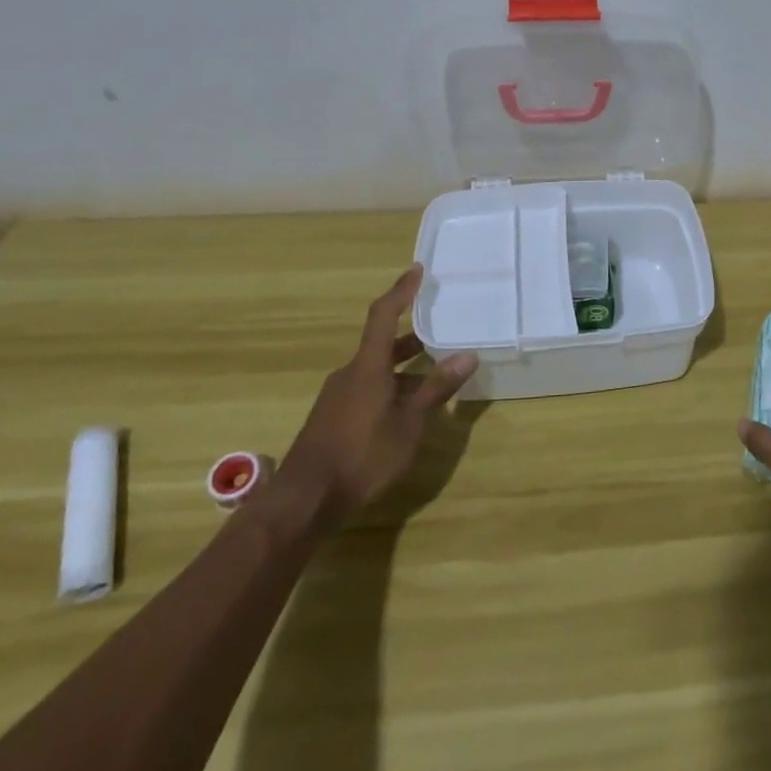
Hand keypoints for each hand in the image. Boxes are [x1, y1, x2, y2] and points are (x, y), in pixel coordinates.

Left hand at [280, 263, 477, 518]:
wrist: (304, 501)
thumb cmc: (362, 456)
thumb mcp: (409, 424)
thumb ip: (436, 389)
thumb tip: (467, 354)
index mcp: (368, 366)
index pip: (384, 315)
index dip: (401, 291)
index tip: (417, 270)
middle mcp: (350, 374)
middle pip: (381, 344)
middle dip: (412, 338)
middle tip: (441, 330)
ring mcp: (337, 397)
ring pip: (375, 370)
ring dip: (403, 368)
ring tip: (434, 375)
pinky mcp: (332, 418)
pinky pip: (367, 389)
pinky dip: (390, 387)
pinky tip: (407, 410)